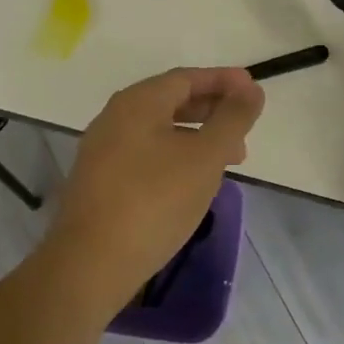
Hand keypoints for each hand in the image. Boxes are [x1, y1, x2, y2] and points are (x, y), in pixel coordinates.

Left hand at [52, 67, 264, 292]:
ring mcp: (103, 150)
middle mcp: (115, 117)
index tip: (254, 90)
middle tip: (245, 129)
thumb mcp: (205, 156)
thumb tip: (251, 89)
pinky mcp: (100, 181)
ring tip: (228, 160)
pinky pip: (146, 154)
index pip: (187, 78)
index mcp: (138, 102)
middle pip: (172, 101)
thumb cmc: (155, 201)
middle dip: (213, 111)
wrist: (90, 266)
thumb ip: (232, 118)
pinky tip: (192, 182)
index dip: (223, 81)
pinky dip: (176, 156)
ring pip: (160, 130)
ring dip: (197, 137)